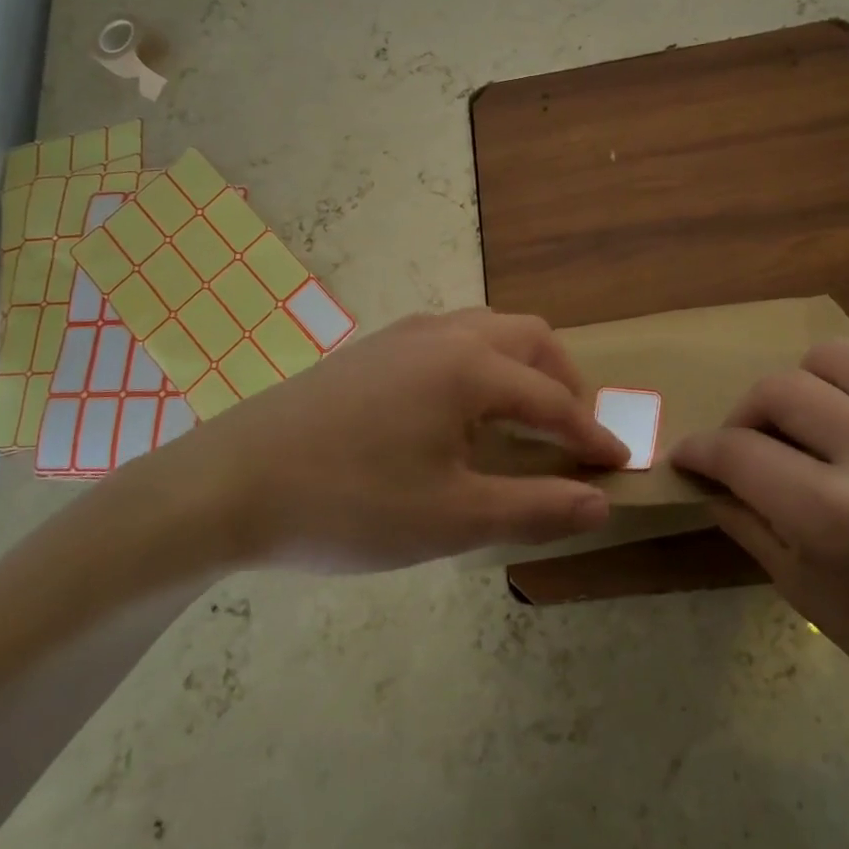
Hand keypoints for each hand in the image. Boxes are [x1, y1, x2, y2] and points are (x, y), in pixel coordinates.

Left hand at [143, 308, 627, 572]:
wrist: (230, 483)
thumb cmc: (349, 503)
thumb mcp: (451, 518)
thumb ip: (534, 507)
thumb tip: (600, 502)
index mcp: (471, 368)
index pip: (554, 401)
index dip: (590, 435)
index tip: (618, 463)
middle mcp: (445, 334)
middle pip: (530, 341)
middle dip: (564, 383)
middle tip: (573, 433)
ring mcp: (404, 335)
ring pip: (489, 330)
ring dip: (523, 367)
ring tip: (525, 417)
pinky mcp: (373, 349)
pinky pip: (451, 338)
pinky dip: (483, 362)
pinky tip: (461, 407)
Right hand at [671, 343, 848, 758]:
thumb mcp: (809, 597)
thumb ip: (747, 521)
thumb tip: (706, 476)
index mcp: (839, 518)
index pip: (739, 451)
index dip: (700, 450)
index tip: (691, 456)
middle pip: (779, 388)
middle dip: (745, 415)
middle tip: (750, 444)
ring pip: (834, 357)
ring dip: (803, 388)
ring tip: (811, 425)